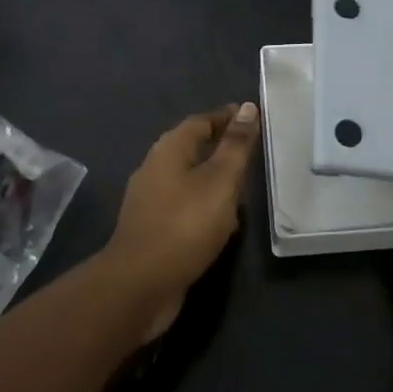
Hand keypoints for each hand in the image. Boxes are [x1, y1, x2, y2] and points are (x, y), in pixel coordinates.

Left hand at [105, 103, 259, 337]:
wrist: (140, 284)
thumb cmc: (185, 224)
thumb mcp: (220, 180)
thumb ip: (236, 145)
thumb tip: (247, 107)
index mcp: (169, 149)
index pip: (201, 121)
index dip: (227, 118)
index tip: (252, 117)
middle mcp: (155, 168)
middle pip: (192, 148)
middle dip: (220, 147)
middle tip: (252, 151)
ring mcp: (150, 200)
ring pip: (188, 179)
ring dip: (214, 178)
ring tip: (243, 186)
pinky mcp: (152, 229)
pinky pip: (184, 206)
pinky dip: (205, 205)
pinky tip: (223, 221)